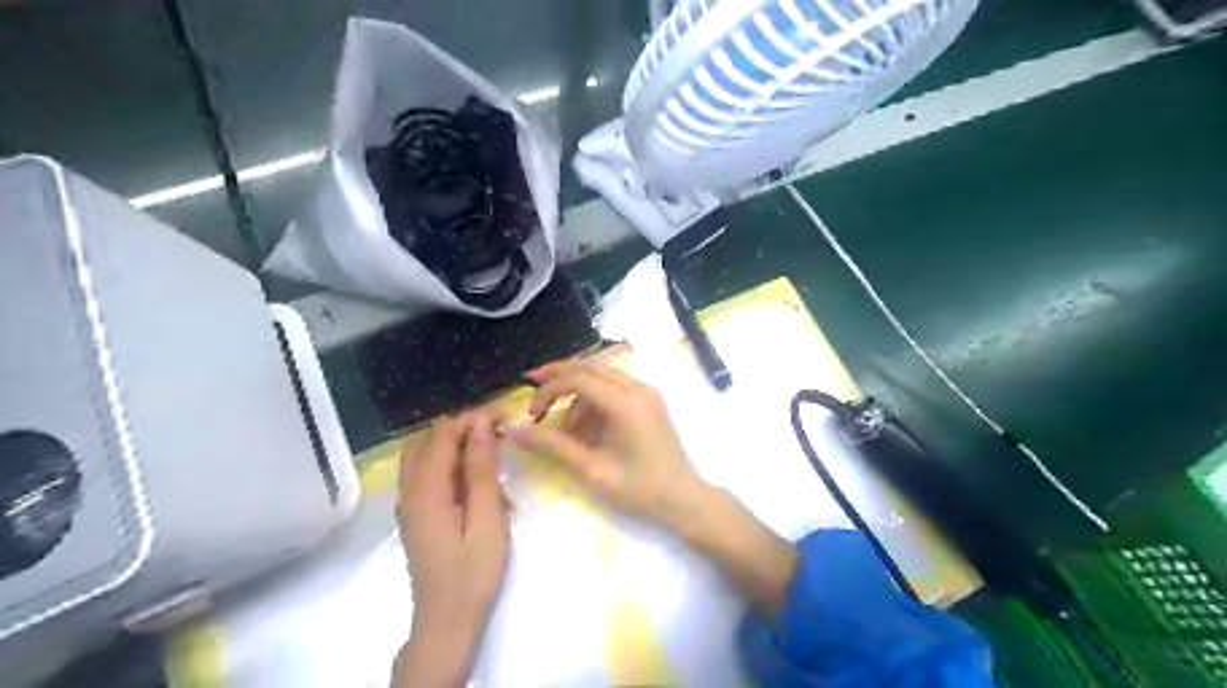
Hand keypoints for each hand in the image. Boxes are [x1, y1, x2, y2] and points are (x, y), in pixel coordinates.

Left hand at [396, 410, 504, 684]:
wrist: (447, 622)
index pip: (444, 435)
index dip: (474, 418)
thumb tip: (481, 426)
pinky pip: (428, 475)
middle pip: (429, 439)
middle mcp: (409, 491)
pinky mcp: (416, 514)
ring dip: (457, 446)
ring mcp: (410, 503)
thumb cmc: (473, 573)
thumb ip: (482, 472)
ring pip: (425, 455)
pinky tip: (481, 484)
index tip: (507, 415)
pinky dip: (452, 466)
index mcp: (425, 491)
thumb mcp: (487, 521)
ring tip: (493, 455)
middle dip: (464, 428)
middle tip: (500, 432)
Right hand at [499, 359, 708, 532]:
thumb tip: (512, 430)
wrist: (684, 500)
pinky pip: (615, 387)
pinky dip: (594, 399)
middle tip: (531, 384)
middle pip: (591, 365)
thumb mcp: (592, 471)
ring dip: (577, 392)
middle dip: (558, 375)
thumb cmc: (639, 490)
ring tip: (565, 429)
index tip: (532, 415)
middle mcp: (639, 389)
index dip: (549, 390)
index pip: (579, 378)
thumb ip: (552, 446)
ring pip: (602, 375)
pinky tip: (586, 428)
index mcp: (627, 404)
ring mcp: (648, 393)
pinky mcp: (650, 401)